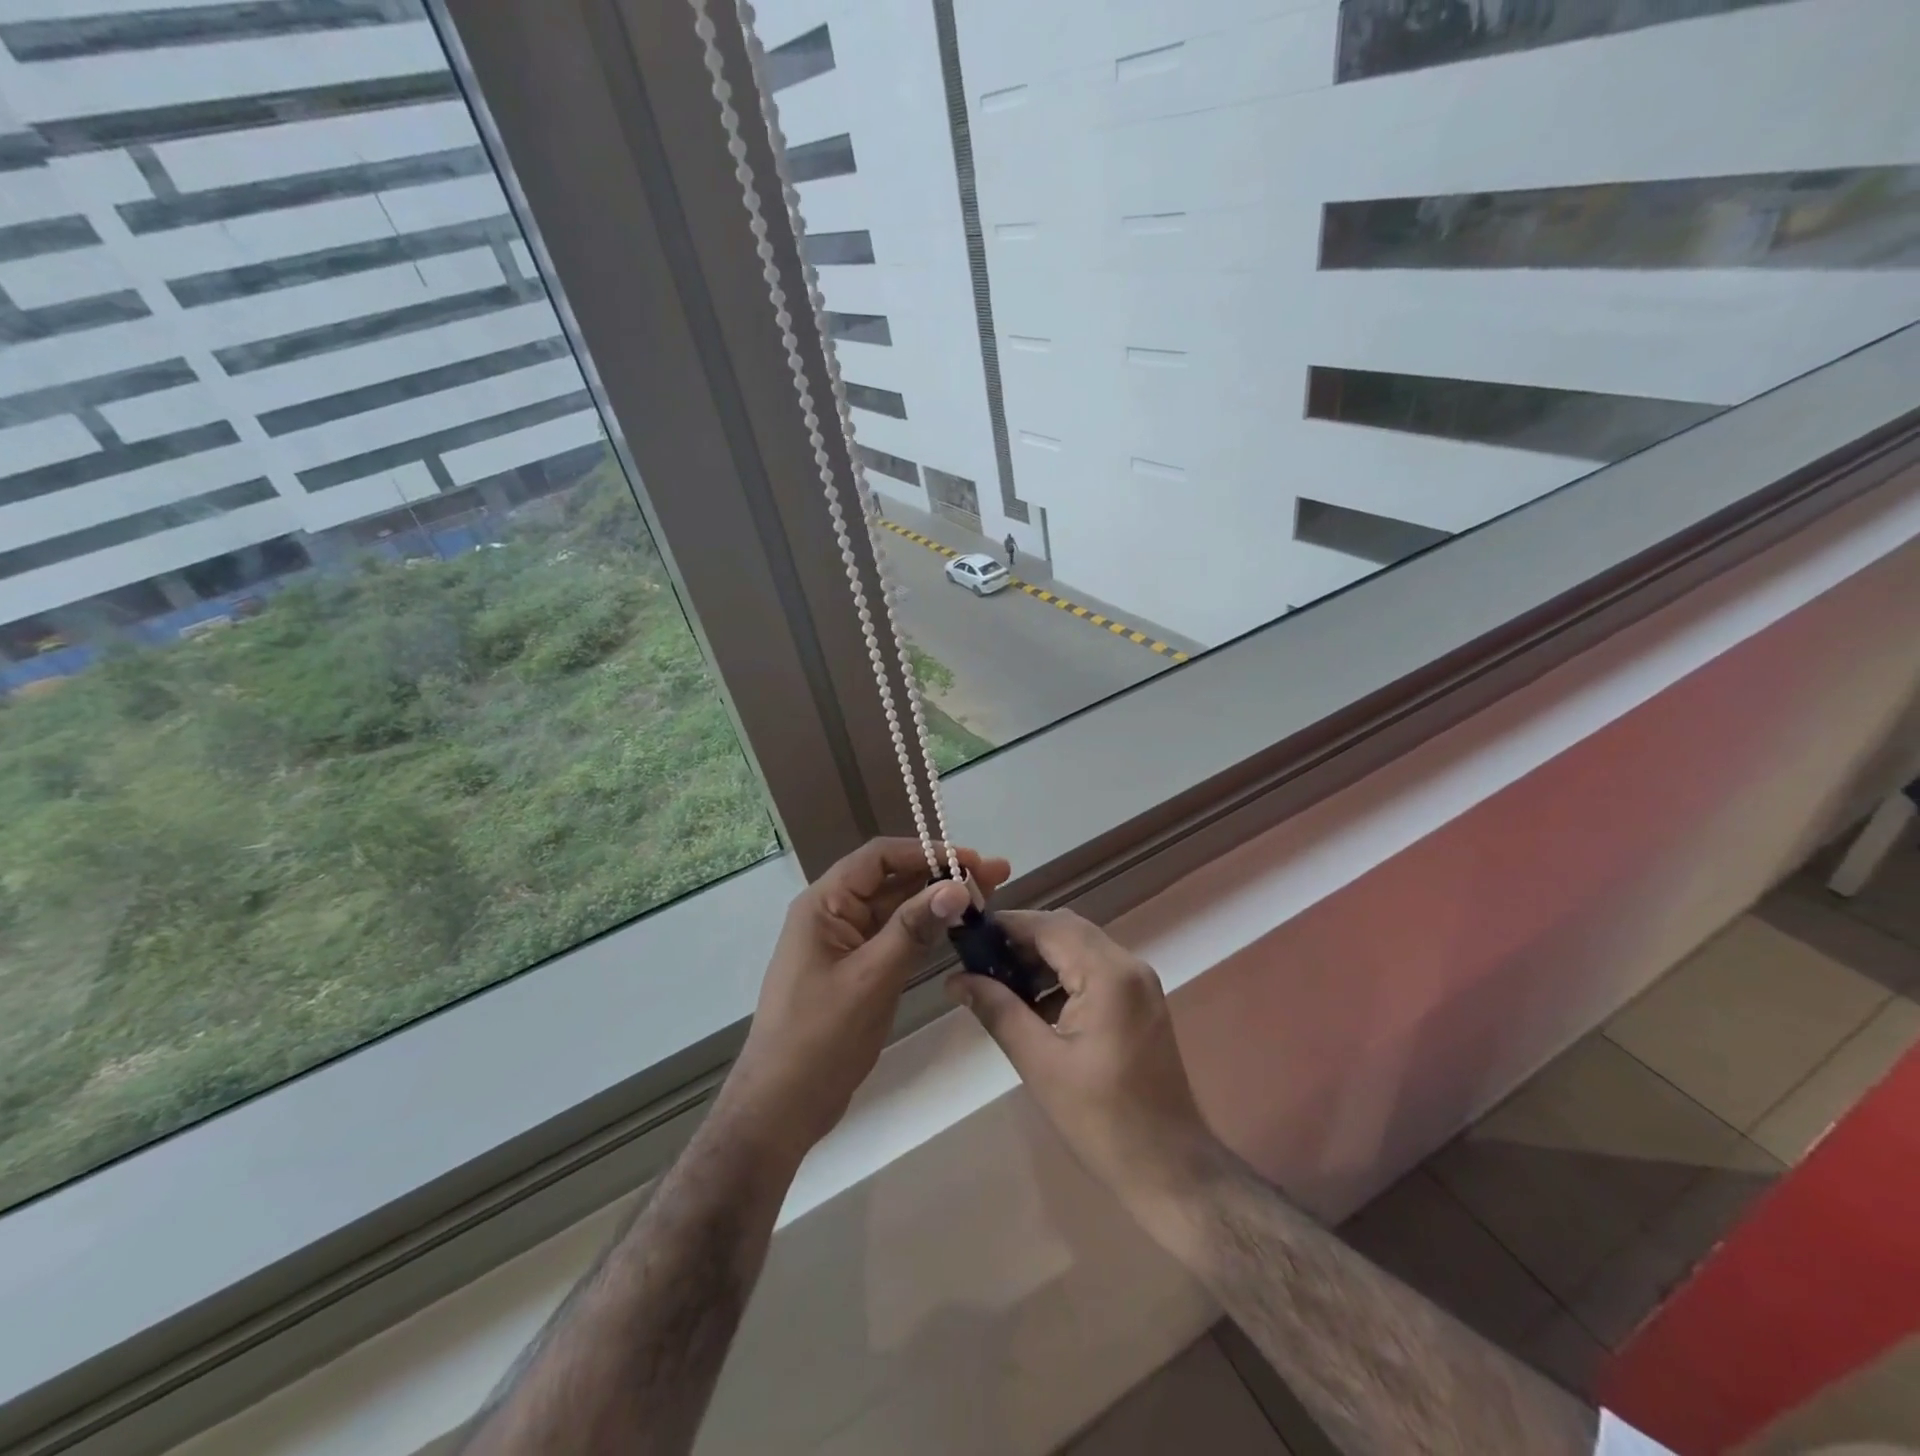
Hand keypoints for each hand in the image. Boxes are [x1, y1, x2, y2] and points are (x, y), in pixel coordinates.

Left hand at [717, 838, 1010, 1167]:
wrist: (781, 1107)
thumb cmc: (819, 1038)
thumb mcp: (870, 979)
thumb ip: (912, 928)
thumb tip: (956, 886)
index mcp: (824, 904)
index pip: (879, 857)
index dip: (926, 852)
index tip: (973, 861)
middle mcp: (833, 913)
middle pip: (892, 878)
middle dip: (941, 874)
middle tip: (995, 876)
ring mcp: (845, 942)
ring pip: (896, 907)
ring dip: (937, 900)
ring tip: (987, 896)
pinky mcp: (857, 968)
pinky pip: (894, 935)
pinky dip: (926, 928)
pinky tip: (958, 928)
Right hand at [948, 909, 1225, 1213]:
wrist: (1169, 1169)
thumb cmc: (1101, 1119)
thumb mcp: (1040, 1064)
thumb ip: (998, 1011)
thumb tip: (957, 980)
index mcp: (1109, 974)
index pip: (1049, 926)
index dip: (1007, 926)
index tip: (967, 938)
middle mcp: (1129, 966)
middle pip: (1067, 930)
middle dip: (1021, 941)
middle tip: (979, 964)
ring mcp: (1140, 983)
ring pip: (1080, 948)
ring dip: (1041, 958)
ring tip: (999, 984)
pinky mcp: (1140, 1003)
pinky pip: (1095, 970)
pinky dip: (1063, 976)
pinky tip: (1034, 1004)